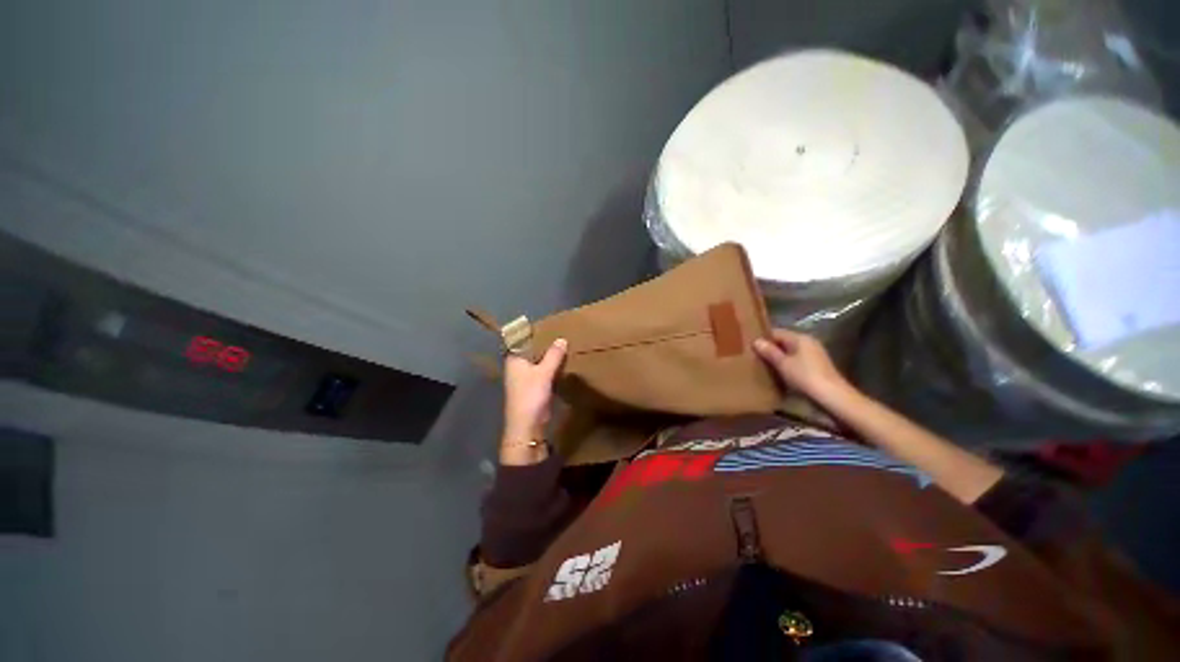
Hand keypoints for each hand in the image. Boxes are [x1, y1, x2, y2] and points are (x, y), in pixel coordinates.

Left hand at [501, 339, 566, 462]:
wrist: (528, 425)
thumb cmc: (530, 395)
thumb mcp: (544, 372)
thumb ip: (553, 355)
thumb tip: (562, 339)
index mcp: (514, 360)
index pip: (521, 341)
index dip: (532, 333)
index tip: (546, 325)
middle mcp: (517, 367)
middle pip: (531, 351)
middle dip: (544, 344)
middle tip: (559, 332)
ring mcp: (525, 378)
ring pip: (538, 362)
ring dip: (548, 356)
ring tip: (563, 344)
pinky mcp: (534, 387)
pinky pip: (543, 372)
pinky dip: (551, 367)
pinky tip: (562, 362)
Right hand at [753, 328, 852, 404]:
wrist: (832, 396)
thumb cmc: (805, 376)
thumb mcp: (783, 364)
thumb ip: (769, 351)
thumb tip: (756, 341)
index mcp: (800, 338)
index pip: (776, 332)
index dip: (763, 338)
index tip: (749, 345)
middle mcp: (808, 342)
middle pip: (784, 341)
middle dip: (770, 348)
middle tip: (753, 356)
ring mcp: (814, 354)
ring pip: (790, 352)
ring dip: (778, 357)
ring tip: (762, 364)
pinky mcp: (816, 366)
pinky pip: (796, 360)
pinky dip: (787, 364)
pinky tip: (778, 372)